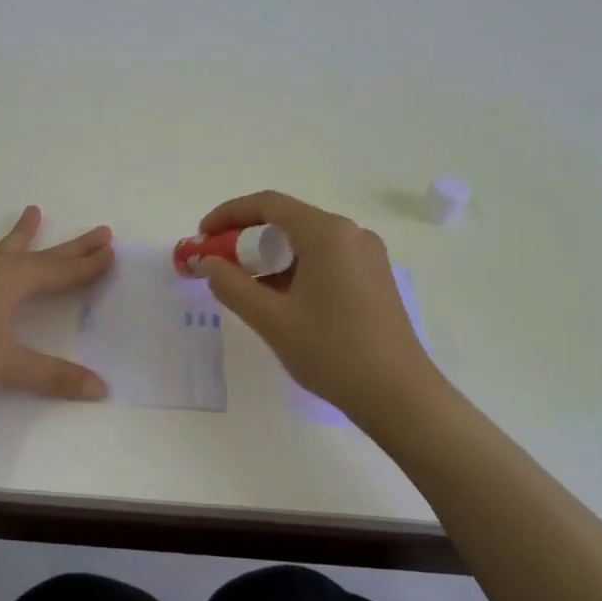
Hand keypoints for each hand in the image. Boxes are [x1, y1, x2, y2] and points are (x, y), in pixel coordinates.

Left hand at [0, 205, 114, 401]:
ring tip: (33, 211)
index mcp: (15, 283)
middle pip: (42, 256)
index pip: (63, 272)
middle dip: (72, 246)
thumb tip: (101, 389)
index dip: (88, 265)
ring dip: (20, 234)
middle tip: (99, 231)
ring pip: (0, 249)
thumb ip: (54, 377)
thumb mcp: (8, 367)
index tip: (111, 251)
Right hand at [192, 191, 443, 417]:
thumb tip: (207, 263)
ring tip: (243, 287)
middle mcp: (351, 234)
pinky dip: (294, 270)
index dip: (228, 215)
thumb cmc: (333, 352)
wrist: (400, 397)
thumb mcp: (272, 319)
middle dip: (246, 238)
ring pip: (306, 242)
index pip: (267, 204)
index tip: (201, 237)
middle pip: (287, 220)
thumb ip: (232, 285)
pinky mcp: (374, 278)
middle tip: (217, 265)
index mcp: (328, 233)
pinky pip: (324, 260)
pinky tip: (278, 300)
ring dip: (270, 257)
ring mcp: (367, 256)